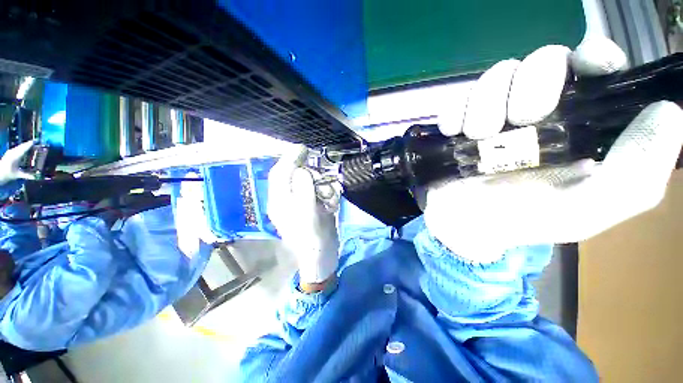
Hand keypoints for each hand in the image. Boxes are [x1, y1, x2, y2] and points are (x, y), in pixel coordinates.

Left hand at [0, 141, 35, 184]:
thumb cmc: (7, 174)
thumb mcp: (17, 175)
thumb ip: (27, 175)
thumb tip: (35, 177)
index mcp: (16, 155)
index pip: (25, 147)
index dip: (31, 143)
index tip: (37, 140)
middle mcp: (13, 152)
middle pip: (22, 146)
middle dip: (29, 144)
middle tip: (36, 144)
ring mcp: (10, 152)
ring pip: (19, 147)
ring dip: (26, 146)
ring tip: (32, 147)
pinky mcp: (9, 153)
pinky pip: (17, 148)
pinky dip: (22, 148)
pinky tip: (24, 151)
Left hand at [268, 145, 338, 285]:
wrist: (322, 256)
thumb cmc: (312, 238)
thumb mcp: (307, 214)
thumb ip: (303, 190)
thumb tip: (302, 171)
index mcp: (280, 201)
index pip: (280, 173)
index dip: (289, 158)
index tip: (303, 148)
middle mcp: (287, 199)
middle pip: (297, 176)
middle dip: (313, 177)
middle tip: (324, 185)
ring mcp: (301, 202)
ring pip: (311, 183)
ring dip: (324, 187)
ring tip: (330, 200)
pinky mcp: (312, 205)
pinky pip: (319, 191)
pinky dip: (328, 194)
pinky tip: (332, 204)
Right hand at [426, 38, 682, 261]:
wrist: (465, 224)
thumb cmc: (522, 220)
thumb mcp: (586, 211)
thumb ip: (634, 174)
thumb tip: (666, 113)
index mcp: (580, 125)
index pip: (596, 67)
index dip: (593, 55)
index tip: (585, 65)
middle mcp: (540, 110)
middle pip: (542, 61)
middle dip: (530, 85)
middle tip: (517, 121)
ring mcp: (495, 114)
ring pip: (496, 75)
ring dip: (485, 103)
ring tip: (476, 135)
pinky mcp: (460, 123)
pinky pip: (458, 99)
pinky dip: (455, 111)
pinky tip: (454, 132)